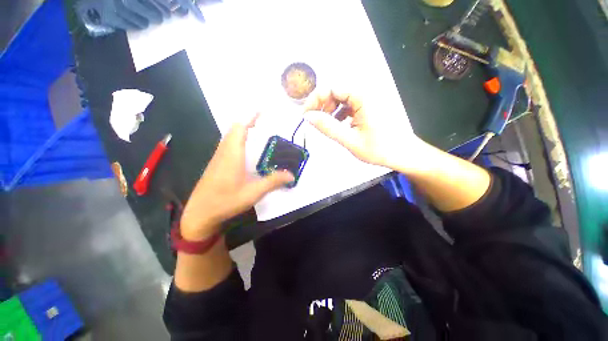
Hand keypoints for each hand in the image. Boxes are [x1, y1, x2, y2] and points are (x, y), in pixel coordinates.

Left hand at [180, 114, 293, 240]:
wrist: (200, 213)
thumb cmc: (226, 201)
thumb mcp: (253, 193)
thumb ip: (272, 182)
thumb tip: (291, 175)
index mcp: (232, 154)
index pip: (240, 128)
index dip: (250, 117)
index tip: (261, 110)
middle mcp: (224, 152)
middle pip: (234, 129)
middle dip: (248, 121)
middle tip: (263, 122)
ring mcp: (218, 157)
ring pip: (229, 136)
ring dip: (242, 130)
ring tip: (257, 132)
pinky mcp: (216, 164)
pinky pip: (227, 144)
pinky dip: (237, 139)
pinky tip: (246, 150)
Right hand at [304, 90, 420, 169]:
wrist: (404, 154)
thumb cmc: (379, 149)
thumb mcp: (350, 140)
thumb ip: (328, 127)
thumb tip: (308, 117)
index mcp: (362, 97)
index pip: (331, 87)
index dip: (315, 99)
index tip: (306, 115)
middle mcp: (366, 92)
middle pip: (336, 90)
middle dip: (322, 104)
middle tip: (314, 121)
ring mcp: (368, 99)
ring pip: (341, 97)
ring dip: (330, 109)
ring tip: (326, 124)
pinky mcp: (368, 106)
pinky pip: (349, 104)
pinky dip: (339, 113)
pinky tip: (339, 124)